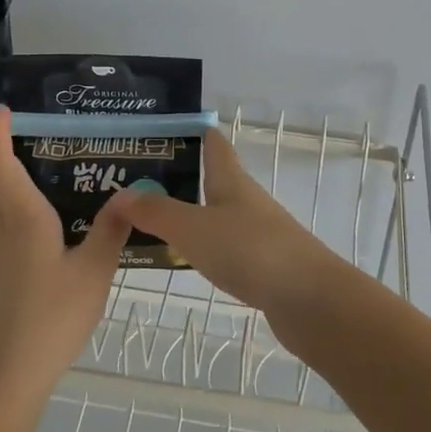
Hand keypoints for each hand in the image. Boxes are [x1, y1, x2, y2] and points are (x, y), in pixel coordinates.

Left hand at [0, 107, 131, 403]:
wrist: (3, 375)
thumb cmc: (50, 319)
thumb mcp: (94, 273)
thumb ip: (112, 229)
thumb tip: (132, 191)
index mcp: (22, 217)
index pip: (0, 162)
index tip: (1, 110)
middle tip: (4, 124)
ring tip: (7, 155)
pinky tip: (14, 209)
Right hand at [113, 128, 337, 314]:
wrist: (310, 300)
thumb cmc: (250, 250)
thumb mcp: (194, 228)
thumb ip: (156, 212)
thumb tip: (120, 194)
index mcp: (231, 179)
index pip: (212, 142)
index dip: (189, 131)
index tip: (155, 132)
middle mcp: (245, 199)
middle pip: (211, 178)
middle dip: (177, 177)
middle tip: (132, 183)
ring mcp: (256, 232)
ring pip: (215, 214)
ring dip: (186, 213)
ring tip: (146, 221)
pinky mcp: (262, 264)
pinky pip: (223, 246)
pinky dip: (200, 246)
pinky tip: (181, 259)